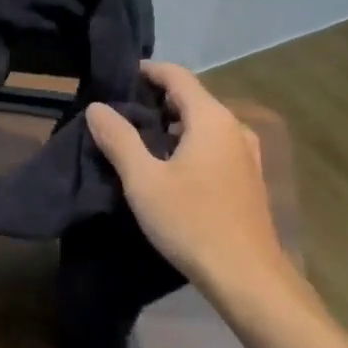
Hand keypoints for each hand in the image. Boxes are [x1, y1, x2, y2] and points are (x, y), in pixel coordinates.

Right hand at [85, 63, 294, 295]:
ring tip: (141, 140)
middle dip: (157, 99)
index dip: (148, 71)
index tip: (120, 78)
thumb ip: (119, 139)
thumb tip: (98, 107)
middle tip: (122, 113)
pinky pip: (215, 146)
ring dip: (174, 124)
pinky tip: (172, 168)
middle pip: (192, 98)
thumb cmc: (192, 222)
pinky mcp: (249, 178)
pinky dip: (191, 144)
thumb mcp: (144, 180)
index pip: (177, 75)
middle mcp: (234, 127)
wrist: (247, 276)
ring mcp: (247, 153)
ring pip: (204, 124)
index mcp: (211, 118)